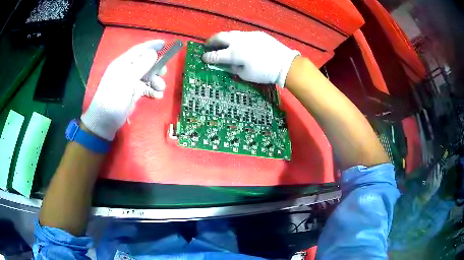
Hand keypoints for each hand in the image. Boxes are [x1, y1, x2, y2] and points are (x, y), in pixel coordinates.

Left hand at [81, 40, 166, 140]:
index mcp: (123, 64)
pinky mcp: (133, 93)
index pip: (139, 50)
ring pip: (148, 76)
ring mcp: (131, 82)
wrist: (105, 121)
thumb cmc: (113, 98)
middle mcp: (127, 71)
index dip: (151, 46)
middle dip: (156, 67)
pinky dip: (152, 91)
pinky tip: (157, 96)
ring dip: (156, 81)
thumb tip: (153, 53)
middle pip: (145, 63)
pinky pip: (146, 88)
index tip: (164, 43)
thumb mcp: (126, 80)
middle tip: (164, 72)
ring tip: (160, 88)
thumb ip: (140, 66)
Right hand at [202, 31, 299, 87]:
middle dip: (211, 41)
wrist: (284, 64)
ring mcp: (247, 35)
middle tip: (207, 44)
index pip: (215, 55)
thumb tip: (224, 64)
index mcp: (234, 54)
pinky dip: (236, 38)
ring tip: (220, 42)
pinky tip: (238, 43)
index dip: (207, 57)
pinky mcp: (256, 34)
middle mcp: (238, 41)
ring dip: (223, 38)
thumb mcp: (245, 75)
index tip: (203, 58)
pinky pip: (242, 34)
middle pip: (219, 37)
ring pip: (230, 33)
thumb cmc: (264, 73)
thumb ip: (232, 68)